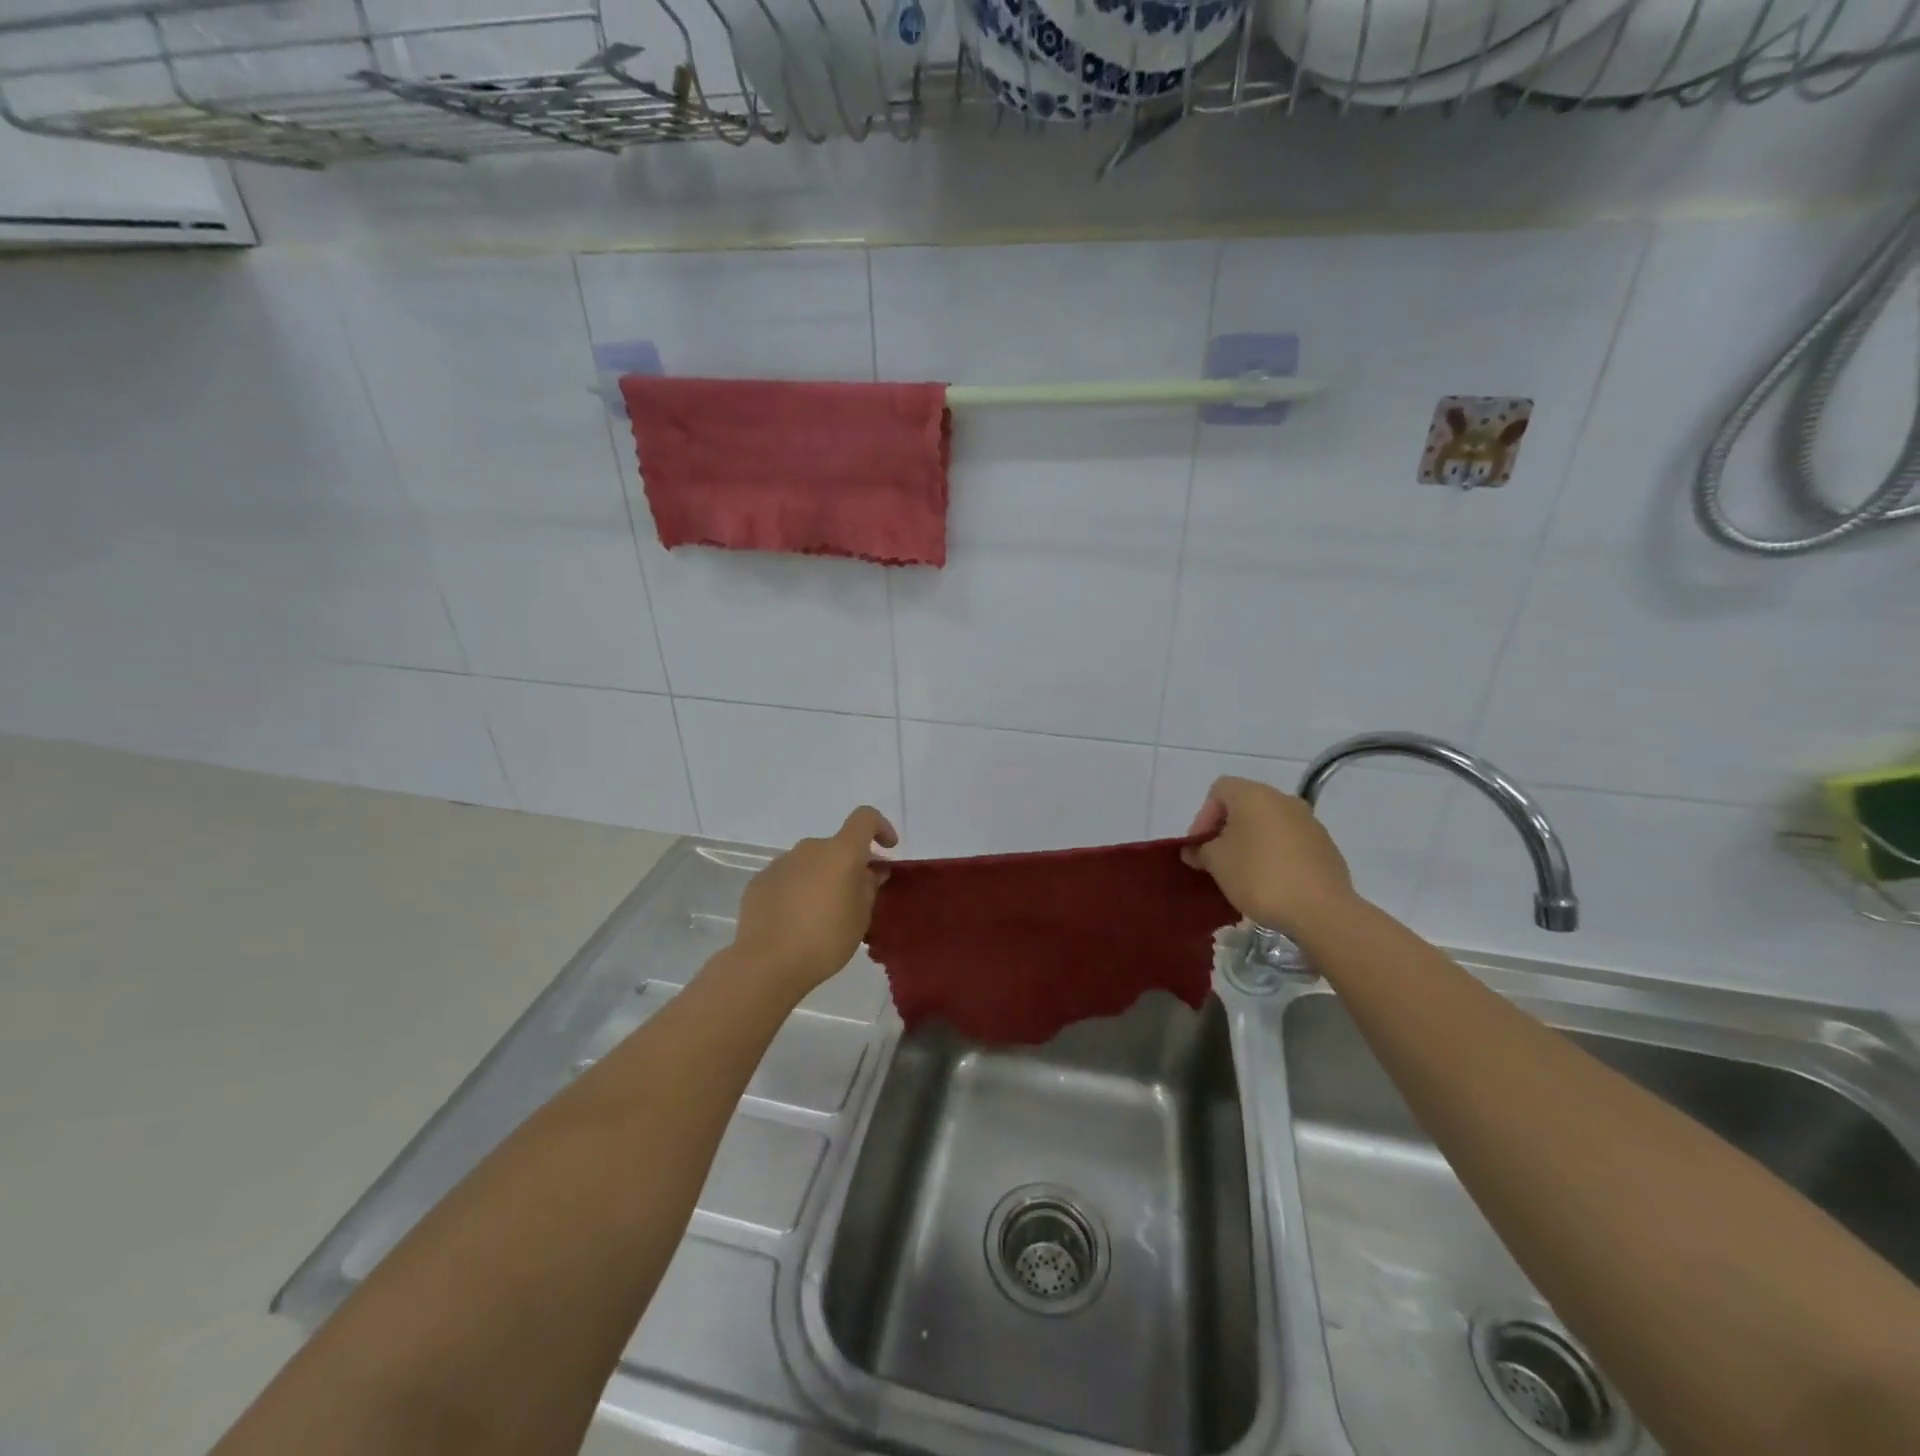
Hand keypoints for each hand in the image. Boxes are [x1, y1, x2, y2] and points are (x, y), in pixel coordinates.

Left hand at [731, 806, 897, 994]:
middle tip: (856, 895)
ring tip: (822, 913)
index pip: (864, 819)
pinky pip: (788, 877)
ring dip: (822, 877)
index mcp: (840, 852)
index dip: (880, 827)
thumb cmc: (825, 940)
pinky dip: (798, 889)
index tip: (887, 849)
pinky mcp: (759, 881)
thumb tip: (872, 870)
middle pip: (836, 846)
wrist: (767, 963)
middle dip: (849, 864)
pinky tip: (795, 920)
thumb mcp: (860, 917)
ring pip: (811, 862)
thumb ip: (869, 886)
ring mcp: (781, 863)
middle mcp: (809, 849)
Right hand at [1182, 776, 1357, 937]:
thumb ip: (1200, 850)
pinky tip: (1271, 883)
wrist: (1321, 910)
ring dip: (1251, 843)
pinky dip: (1275, 855)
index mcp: (1255, 795)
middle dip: (1226, 831)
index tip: (1200, 846)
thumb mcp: (1216, 862)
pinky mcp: (1326, 847)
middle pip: (1245, 806)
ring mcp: (1310, 822)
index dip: (1203, 816)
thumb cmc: (1259, 876)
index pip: (1219, 790)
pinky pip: (1290, 843)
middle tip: (1216, 860)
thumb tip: (1196, 850)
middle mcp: (1284, 800)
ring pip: (1269, 825)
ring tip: (1242, 874)